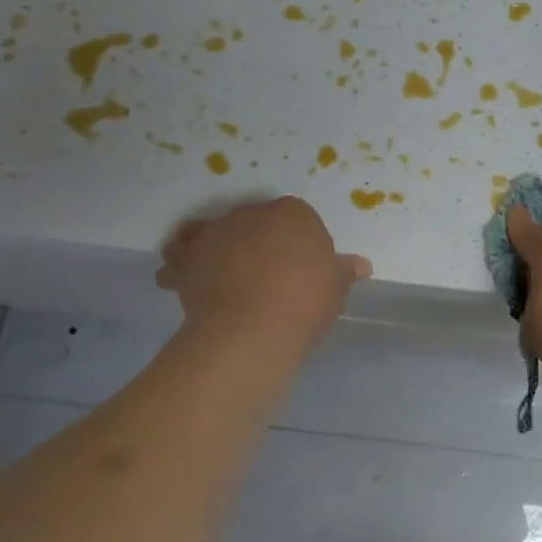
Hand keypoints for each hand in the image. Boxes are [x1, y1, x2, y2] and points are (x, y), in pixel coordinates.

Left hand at [156, 197, 370, 345]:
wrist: (252, 328)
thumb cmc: (304, 302)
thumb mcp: (336, 287)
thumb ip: (344, 271)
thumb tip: (361, 265)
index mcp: (293, 213)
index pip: (296, 219)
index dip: (295, 242)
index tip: (297, 267)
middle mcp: (252, 213)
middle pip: (253, 222)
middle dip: (253, 241)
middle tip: (259, 273)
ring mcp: (216, 232)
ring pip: (212, 232)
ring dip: (211, 246)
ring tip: (213, 271)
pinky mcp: (188, 257)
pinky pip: (179, 254)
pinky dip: (179, 264)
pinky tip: (179, 280)